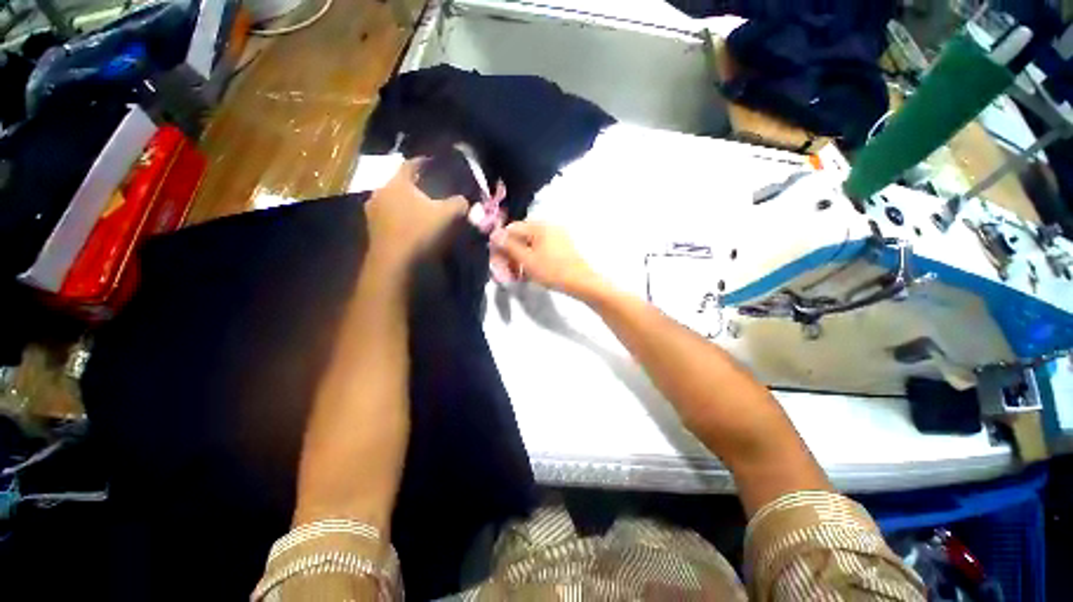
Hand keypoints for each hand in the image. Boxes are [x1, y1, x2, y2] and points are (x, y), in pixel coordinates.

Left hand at [365, 160, 467, 267]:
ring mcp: (372, 211)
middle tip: (430, 189)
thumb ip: (459, 203)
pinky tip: (411, 225)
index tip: (434, 163)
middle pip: (400, 183)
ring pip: (392, 200)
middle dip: (415, 185)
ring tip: (420, 208)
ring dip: (405, 202)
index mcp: (397, 183)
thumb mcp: (448, 216)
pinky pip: (388, 215)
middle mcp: (380, 192)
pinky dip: (399, 216)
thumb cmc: (420, 232)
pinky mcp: (372, 229)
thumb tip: (463, 200)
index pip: (410, 164)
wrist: (394, 263)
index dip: (424, 162)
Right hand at [491, 222, 600, 296]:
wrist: (581, 282)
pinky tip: (531, 272)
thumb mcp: (526, 260)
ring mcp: (557, 236)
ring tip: (519, 274)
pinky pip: (542, 249)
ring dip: (522, 258)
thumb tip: (495, 234)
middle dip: (512, 253)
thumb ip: (509, 246)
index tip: (497, 259)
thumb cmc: (552, 270)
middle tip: (507, 270)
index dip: (501, 243)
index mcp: (539, 226)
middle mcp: (549, 226)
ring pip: (532, 245)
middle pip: (522, 236)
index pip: (512, 229)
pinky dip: (534, 259)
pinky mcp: (563, 247)